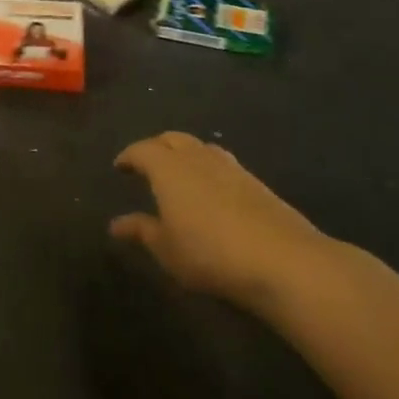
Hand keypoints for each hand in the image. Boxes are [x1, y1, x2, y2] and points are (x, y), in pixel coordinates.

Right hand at [111, 132, 327, 309]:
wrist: (282, 259)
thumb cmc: (209, 253)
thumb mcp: (166, 249)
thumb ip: (141, 231)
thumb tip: (116, 223)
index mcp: (169, 168)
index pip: (142, 150)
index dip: (129, 156)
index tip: (120, 167)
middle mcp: (198, 158)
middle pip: (172, 139)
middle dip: (156, 147)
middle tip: (145, 163)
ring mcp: (231, 166)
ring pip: (200, 147)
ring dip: (184, 154)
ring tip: (178, 173)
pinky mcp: (255, 182)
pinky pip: (222, 163)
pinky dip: (208, 168)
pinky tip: (210, 189)